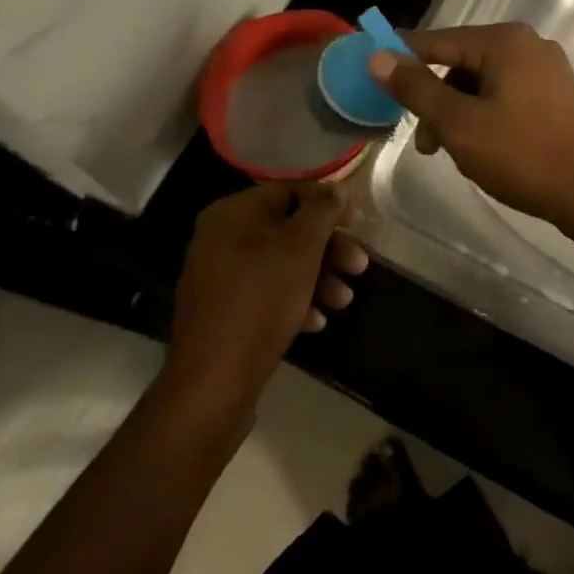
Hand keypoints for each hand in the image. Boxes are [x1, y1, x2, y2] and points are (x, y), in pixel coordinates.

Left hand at [167, 182, 367, 408]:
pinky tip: (317, 322)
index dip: (328, 202)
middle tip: (360, 266)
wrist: (213, 383)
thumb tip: (335, 189)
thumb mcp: (300, 248)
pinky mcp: (225, 313)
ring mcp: (220, 278)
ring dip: (318, 278)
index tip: (359, 221)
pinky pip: (267, 294)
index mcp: (232, 214)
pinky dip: (295, 301)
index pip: (289, 191)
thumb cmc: (260, 302)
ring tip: (344, 301)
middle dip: (328, 248)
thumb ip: (322, 211)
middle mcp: (221, 239)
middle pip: (288, 230)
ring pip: (281, 264)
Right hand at [368, 22, 573, 230]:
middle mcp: (527, 45)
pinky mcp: (558, 96)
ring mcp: (547, 70)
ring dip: (459, 115)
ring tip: (454, 155)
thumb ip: (416, 88)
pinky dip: (485, 118)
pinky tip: (483, 151)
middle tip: (423, 143)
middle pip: (460, 64)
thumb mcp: (459, 123)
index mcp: (503, 41)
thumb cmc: (524, 154)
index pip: (436, 41)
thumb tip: (378, 56)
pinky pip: (506, 97)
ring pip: (483, 85)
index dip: (401, 58)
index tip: (372, 76)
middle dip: (435, 101)